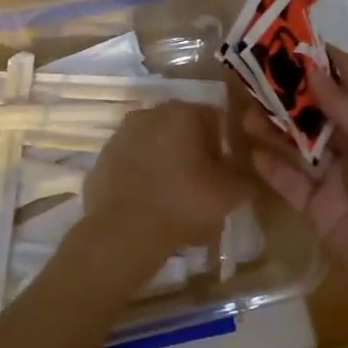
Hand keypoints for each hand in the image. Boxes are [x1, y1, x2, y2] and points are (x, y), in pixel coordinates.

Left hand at [85, 101, 246, 256]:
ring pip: (157, 146)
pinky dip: (143, 177)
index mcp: (184, 113)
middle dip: (195, 153)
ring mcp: (121, 135)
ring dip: (168, 164)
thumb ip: (245, 178)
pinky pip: (133, 163)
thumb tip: (245, 174)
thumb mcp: (230, 195)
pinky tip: (149, 203)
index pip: (217, 120)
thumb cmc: (183, 205)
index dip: (226, 147)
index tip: (226, 174)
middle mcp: (150, 113)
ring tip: (175, 199)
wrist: (122, 234)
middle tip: (203, 187)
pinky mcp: (102, 158)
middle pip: (184, 130)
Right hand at [245, 49, 347, 321]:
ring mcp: (339, 181)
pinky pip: (291, 183)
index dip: (327, 60)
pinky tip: (251, 152)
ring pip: (300, 144)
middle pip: (320, 109)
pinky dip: (272, 167)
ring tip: (244, 110)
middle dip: (290, 90)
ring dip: (275, 127)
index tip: (290, 39)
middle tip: (252, 71)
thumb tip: (311, 70)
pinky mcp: (320, 212)